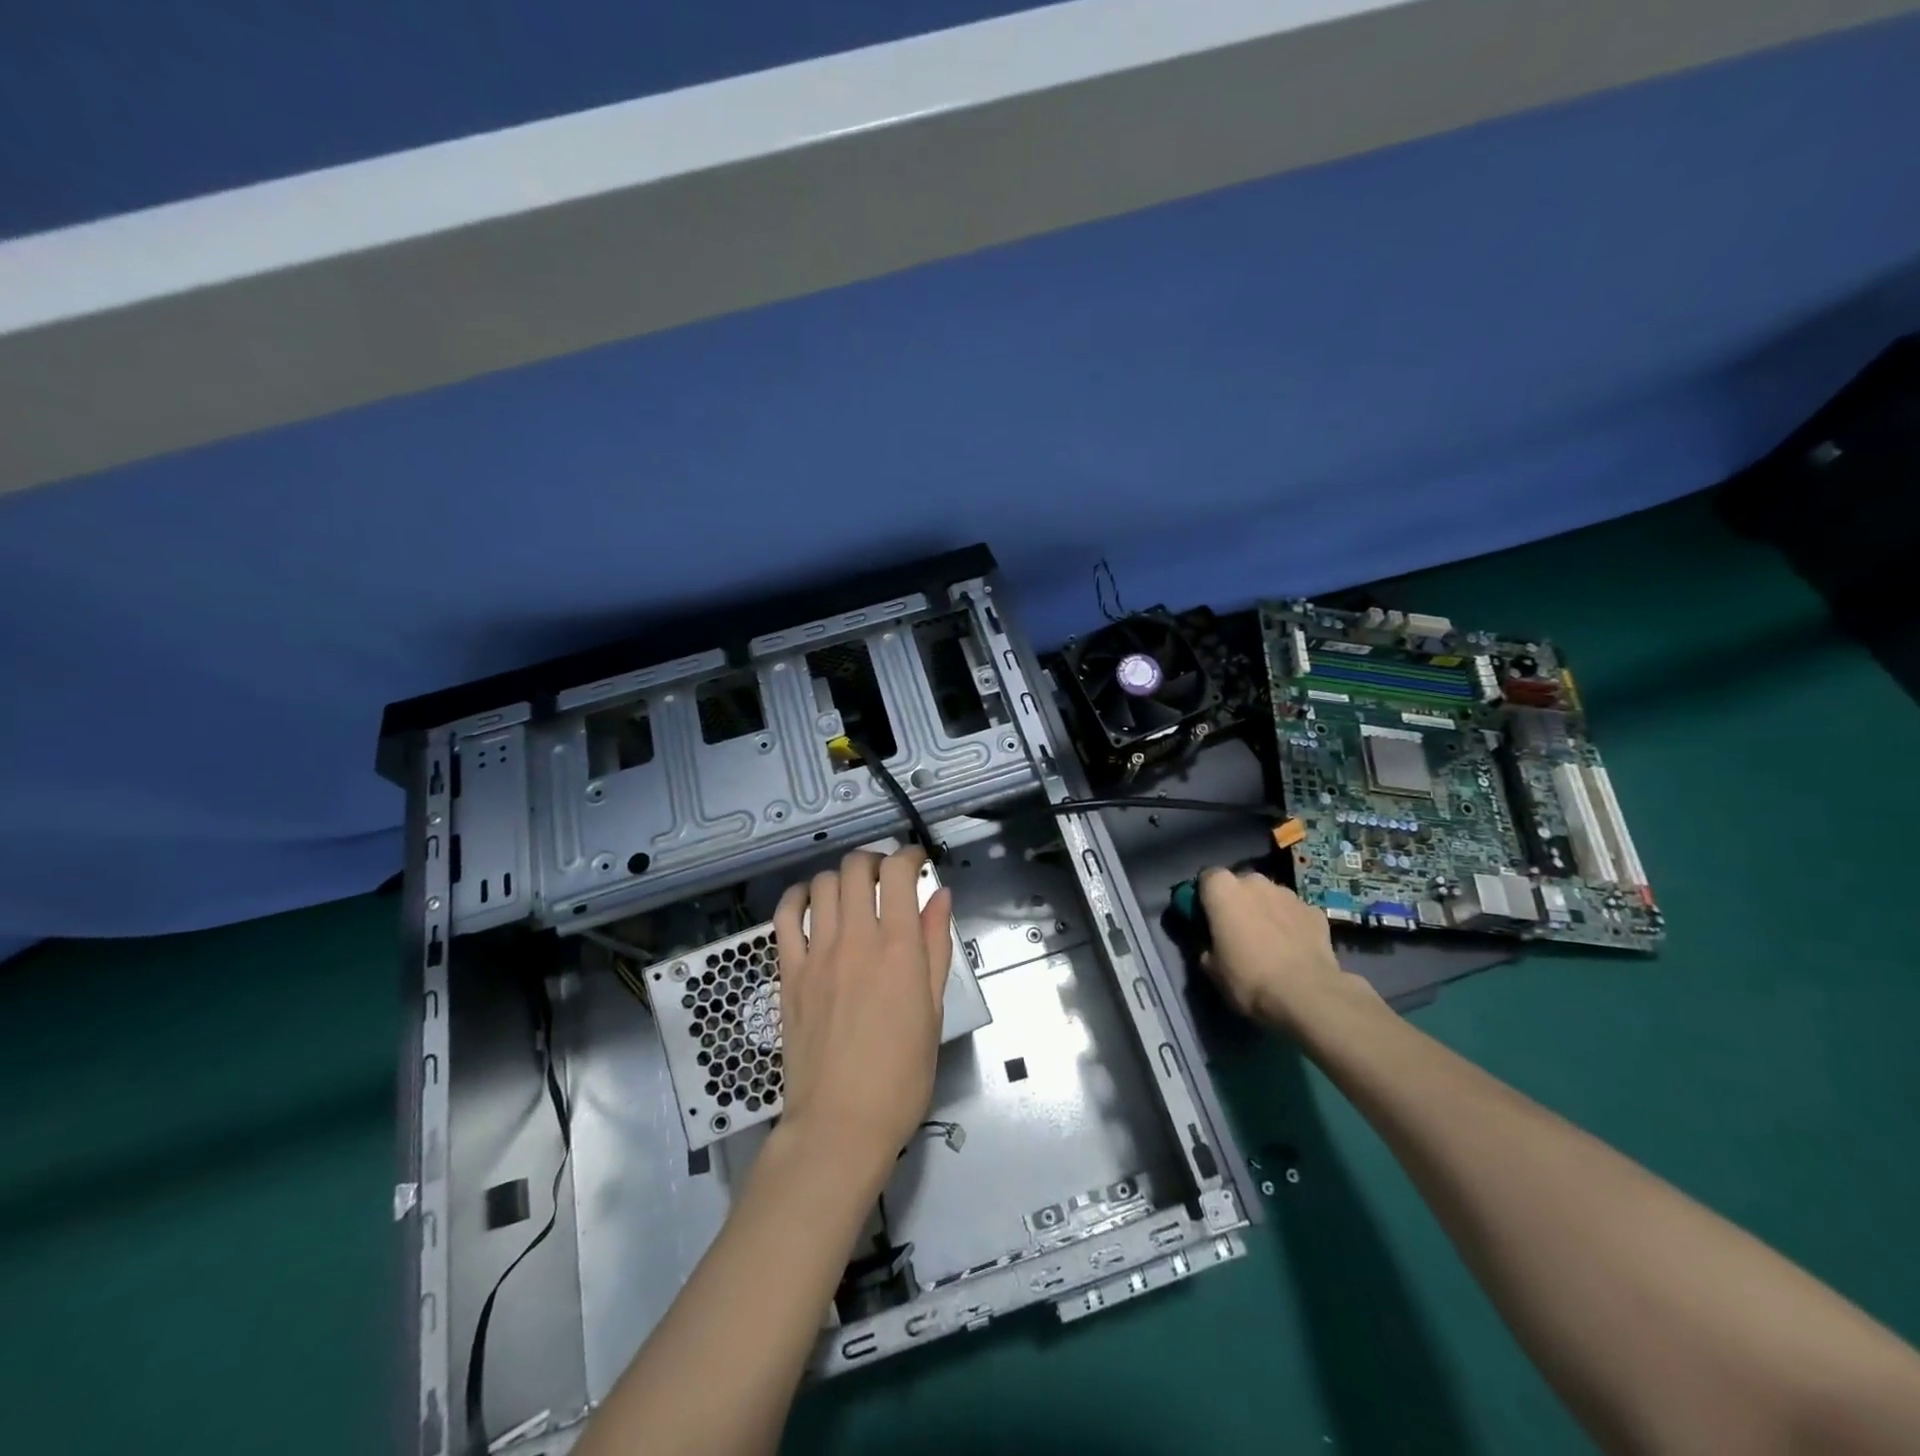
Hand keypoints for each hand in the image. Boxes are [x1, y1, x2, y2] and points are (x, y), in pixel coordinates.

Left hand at [772, 847, 953, 1181]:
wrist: (841, 1122)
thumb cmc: (901, 1074)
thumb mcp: (932, 1010)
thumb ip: (935, 946)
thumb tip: (939, 896)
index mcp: (899, 948)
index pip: (898, 873)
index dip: (909, 856)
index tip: (917, 863)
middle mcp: (856, 939)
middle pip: (857, 868)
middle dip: (875, 860)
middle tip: (886, 878)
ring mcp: (817, 954)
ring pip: (822, 884)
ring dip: (841, 877)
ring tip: (853, 892)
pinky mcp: (788, 972)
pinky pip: (784, 916)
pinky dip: (797, 897)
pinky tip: (810, 902)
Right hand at [1198, 869, 1374, 1032]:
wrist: (1307, 994)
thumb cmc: (1248, 978)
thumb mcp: (1211, 969)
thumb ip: (1205, 946)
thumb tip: (1210, 945)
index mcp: (1222, 889)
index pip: (1206, 877)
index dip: (1205, 897)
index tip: (1206, 918)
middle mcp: (1254, 881)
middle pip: (1240, 884)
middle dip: (1237, 901)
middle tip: (1237, 930)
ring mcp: (1288, 893)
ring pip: (1269, 896)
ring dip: (1265, 910)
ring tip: (1269, 941)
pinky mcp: (1314, 910)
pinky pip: (1294, 912)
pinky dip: (1290, 923)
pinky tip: (1293, 947)